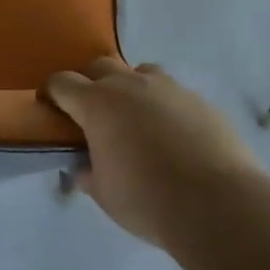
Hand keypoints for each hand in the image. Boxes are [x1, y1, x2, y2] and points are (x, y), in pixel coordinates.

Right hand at [44, 58, 262, 245]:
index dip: (53, 93)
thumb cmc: (148, 200)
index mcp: (97, 103)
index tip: (51, 107)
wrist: (218, 203)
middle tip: (94, 114)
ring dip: (130, 89)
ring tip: (137, 121)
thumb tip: (82, 168)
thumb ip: (88, 174)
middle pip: (100, 66)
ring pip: (139, 73)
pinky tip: (174, 137)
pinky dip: (164, 107)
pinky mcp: (198, 99)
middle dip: (91, 84)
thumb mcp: (104, 194)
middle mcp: (129, 84)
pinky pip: (172, 93)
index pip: (62, 82)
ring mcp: (168, 87)